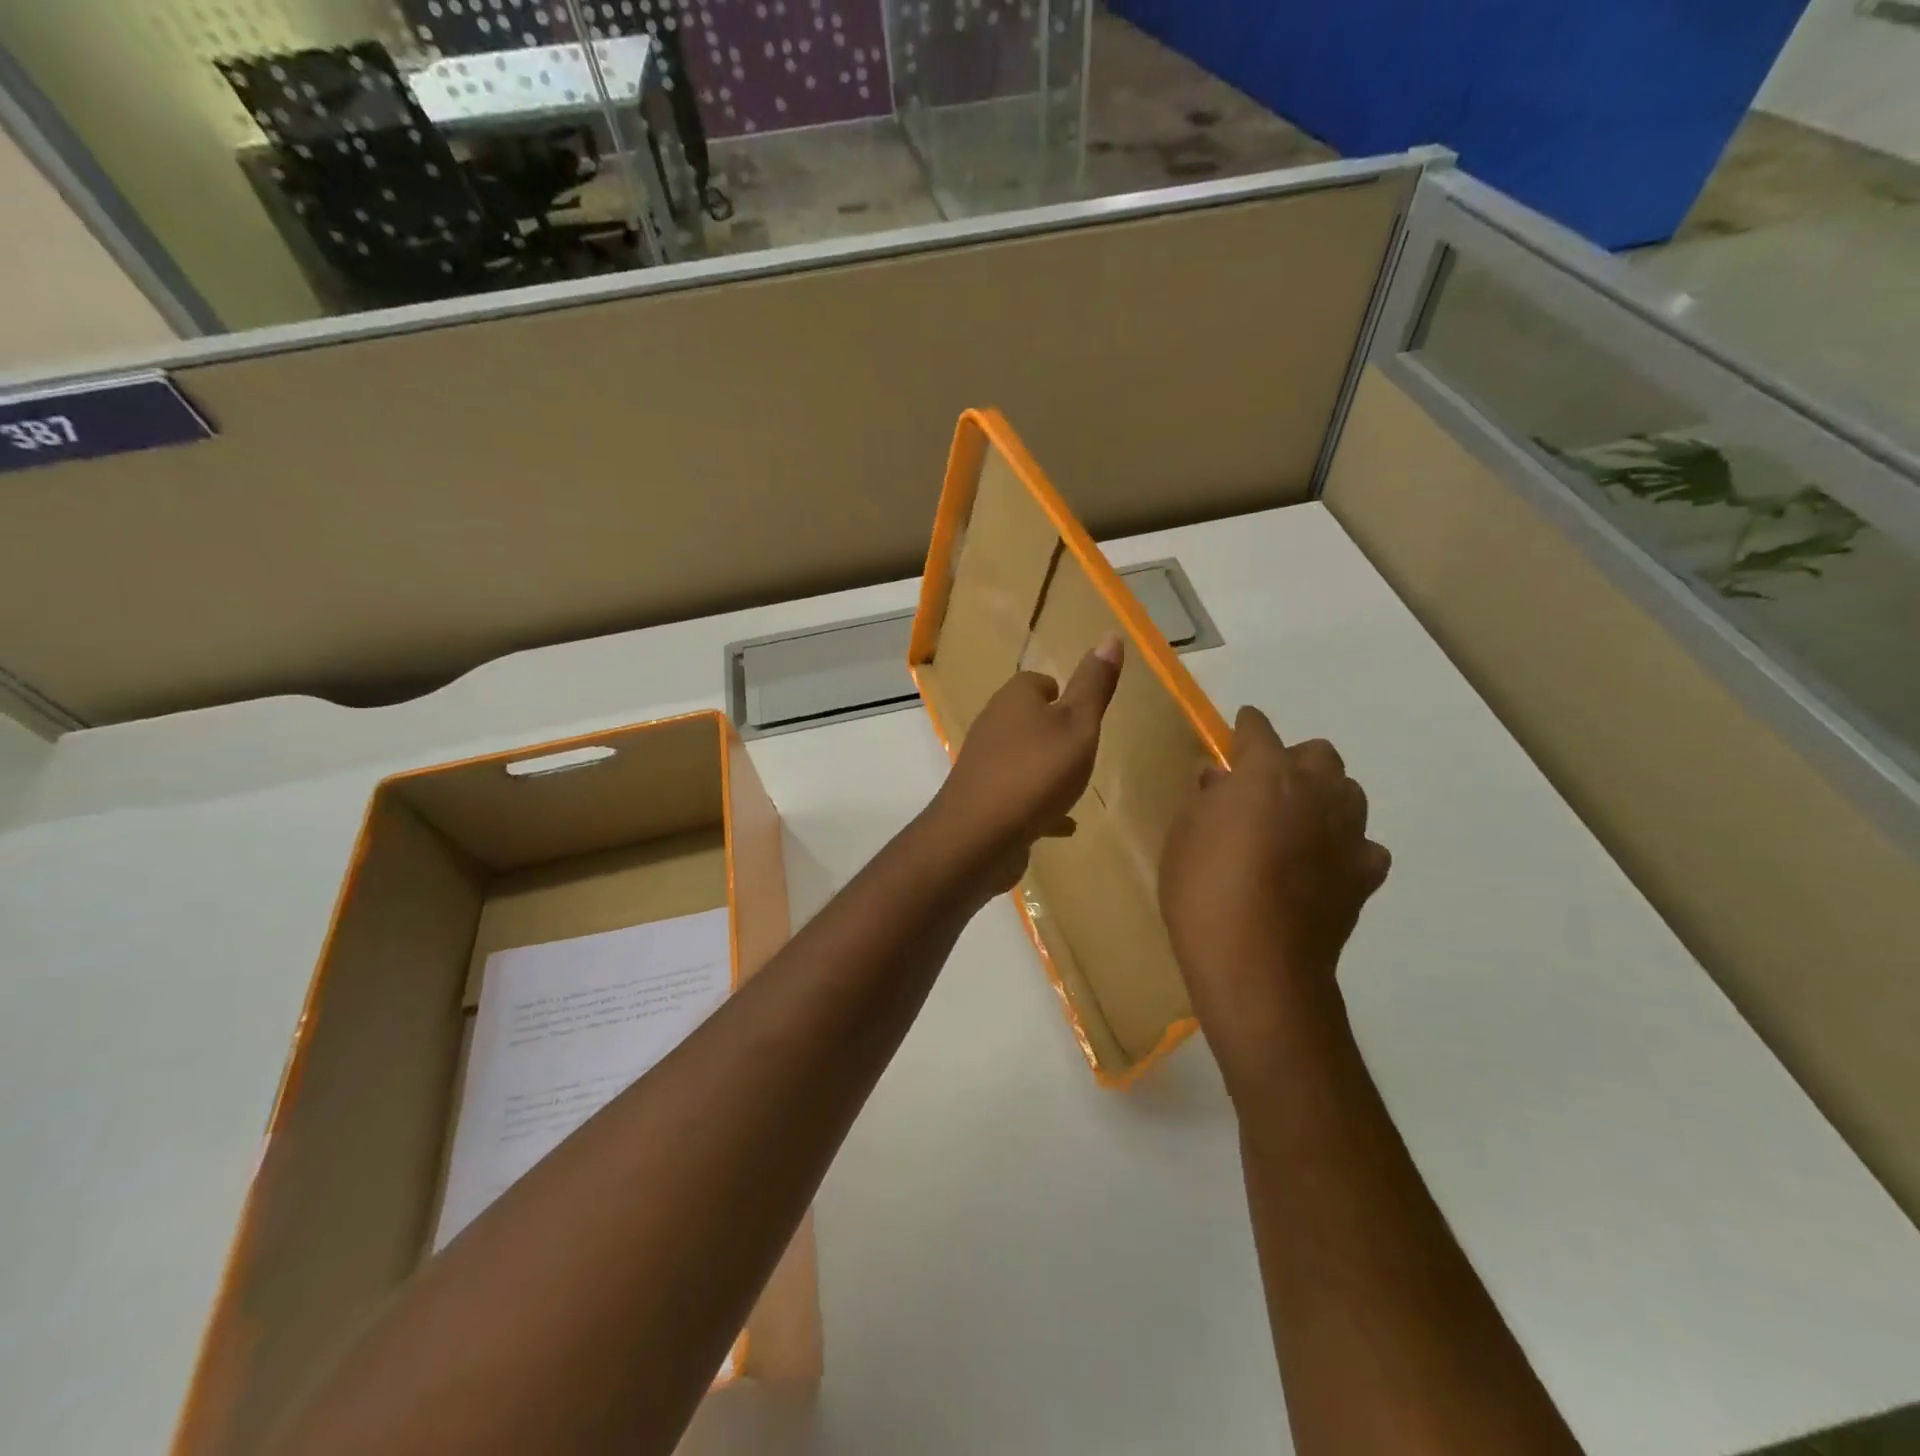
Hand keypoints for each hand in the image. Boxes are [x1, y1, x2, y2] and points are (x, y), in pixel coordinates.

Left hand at [926, 633, 1123, 896]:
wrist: (979, 835)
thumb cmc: (1037, 772)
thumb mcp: (1078, 726)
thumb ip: (1094, 686)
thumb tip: (1110, 635)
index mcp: (1014, 699)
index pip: (1036, 682)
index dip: (1060, 692)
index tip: (1082, 710)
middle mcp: (993, 725)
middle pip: (1025, 719)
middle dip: (1052, 730)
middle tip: (1082, 747)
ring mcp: (984, 764)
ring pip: (1020, 758)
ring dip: (1044, 768)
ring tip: (1074, 784)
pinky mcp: (982, 800)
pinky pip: (1017, 796)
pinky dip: (1038, 804)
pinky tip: (1062, 825)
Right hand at [1159, 706, 1389, 1086]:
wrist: (1257, 964)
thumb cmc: (1203, 892)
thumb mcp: (1183, 837)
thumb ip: (1206, 799)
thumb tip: (1221, 780)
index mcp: (1265, 773)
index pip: (1258, 729)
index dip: (1246, 726)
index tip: (1239, 729)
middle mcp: (1315, 790)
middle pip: (1318, 753)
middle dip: (1293, 759)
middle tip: (1265, 785)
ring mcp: (1348, 831)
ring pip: (1349, 791)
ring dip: (1324, 795)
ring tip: (1297, 820)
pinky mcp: (1366, 872)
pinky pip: (1363, 844)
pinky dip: (1345, 845)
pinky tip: (1323, 864)